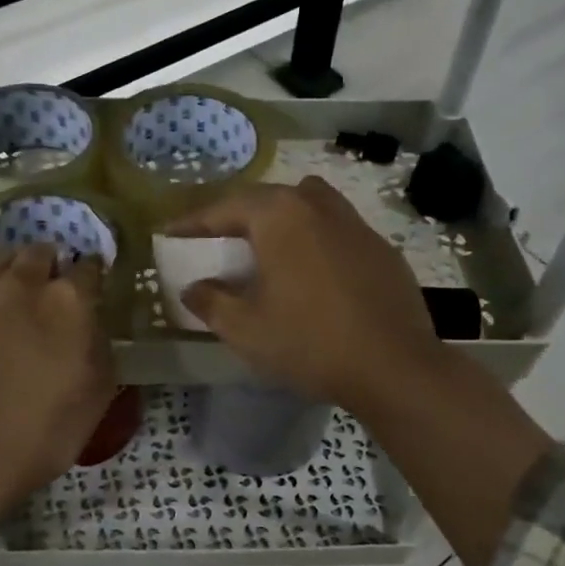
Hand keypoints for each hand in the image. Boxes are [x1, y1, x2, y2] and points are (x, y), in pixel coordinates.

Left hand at [0, 245, 115, 565]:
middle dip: (49, 264)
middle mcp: (21, 284)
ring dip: (11, 266)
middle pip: (39, 252)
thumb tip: (91, 323)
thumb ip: (100, 346)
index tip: (91, 287)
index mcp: (68, 302)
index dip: (92, 275)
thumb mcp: (97, 394)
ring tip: (10, 286)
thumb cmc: (42, 432)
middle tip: (49, 288)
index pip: (88, 267)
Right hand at [170, 178, 446, 414]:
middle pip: (268, 199)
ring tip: (266, 247)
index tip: (170, 234)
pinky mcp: (382, 248)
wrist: (394, 366)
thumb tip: (193, 289)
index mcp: (280, 216)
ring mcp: (355, 224)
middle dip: (237, 216)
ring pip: (308, 206)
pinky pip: (336, 230)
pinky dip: (315, 240)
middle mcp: (318, 206)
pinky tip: (312, 273)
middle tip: (216, 239)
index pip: (224, 207)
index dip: (193, 222)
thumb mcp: (246, 329)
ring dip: (281, 219)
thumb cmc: (310, 342)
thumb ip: (211, 302)